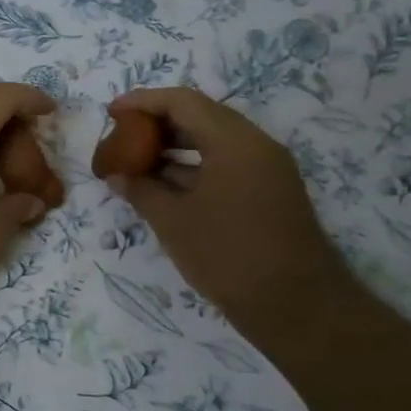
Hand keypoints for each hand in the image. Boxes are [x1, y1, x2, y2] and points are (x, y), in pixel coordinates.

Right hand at [104, 88, 357, 334]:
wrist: (298, 308)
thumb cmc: (229, 257)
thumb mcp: (174, 222)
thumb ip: (141, 190)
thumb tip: (117, 175)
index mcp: (234, 142)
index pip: (183, 102)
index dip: (143, 101)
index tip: (112, 112)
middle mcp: (256, 145)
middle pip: (200, 116)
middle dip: (158, 123)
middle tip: (122, 136)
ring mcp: (267, 169)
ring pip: (214, 141)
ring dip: (175, 147)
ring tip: (136, 162)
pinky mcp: (270, 192)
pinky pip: (226, 163)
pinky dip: (194, 167)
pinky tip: (164, 186)